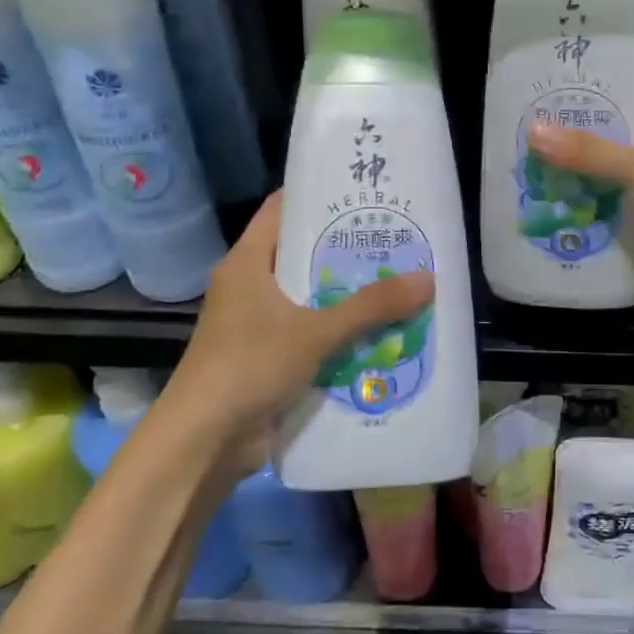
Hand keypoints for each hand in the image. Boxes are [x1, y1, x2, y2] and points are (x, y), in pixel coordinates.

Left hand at [166, 193, 434, 449]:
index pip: (283, 210)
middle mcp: (251, 286)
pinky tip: (382, 330)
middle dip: (348, 249)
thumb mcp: (315, 331)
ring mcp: (259, 324)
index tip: (364, 190)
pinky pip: (314, 333)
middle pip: (304, 254)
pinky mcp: (270, 358)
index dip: (320, 194)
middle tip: (397, 238)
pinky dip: (343, 331)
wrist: (205, 442)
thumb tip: (428, 279)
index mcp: (248, 263)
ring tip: (400, 280)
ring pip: (312, 297)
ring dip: (350, 294)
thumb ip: (371, 306)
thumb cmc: (250, 366)